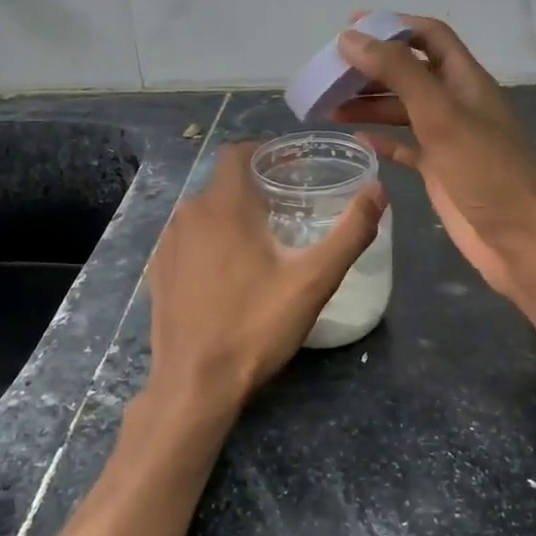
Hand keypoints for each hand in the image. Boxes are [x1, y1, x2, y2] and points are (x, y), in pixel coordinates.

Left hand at [148, 140, 384, 414]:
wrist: (195, 383)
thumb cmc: (256, 326)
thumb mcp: (314, 281)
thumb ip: (350, 232)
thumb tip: (378, 191)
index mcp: (223, 205)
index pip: (237, 152)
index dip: (264, 152)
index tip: (292, 167)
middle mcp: (188, 213)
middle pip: (223, 182)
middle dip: (254, 187)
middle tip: (288, 207)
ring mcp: (167, 243)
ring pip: (204, 211)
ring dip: (231, 215)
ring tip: (262, 240)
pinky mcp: (157, 270)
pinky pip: (187, 239)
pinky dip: (208, 241)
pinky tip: (227, 271)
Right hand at [332, 15, 535, 298]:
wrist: (519, 240)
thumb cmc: (485, 172)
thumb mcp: (441, 115)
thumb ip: (399, 74)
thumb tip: (352, 38)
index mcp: (465, 81)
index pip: (429, 37)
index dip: (393, 26)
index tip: (351, 27)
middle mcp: (456, 103)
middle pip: (409, 72)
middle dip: (372, 68)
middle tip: (330, 73)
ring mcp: (448, 138)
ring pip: (402, 109)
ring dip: (369, 104)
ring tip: (328, 107)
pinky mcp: (439, 170)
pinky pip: (404, 146)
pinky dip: (381, 139)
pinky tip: (356, 139)